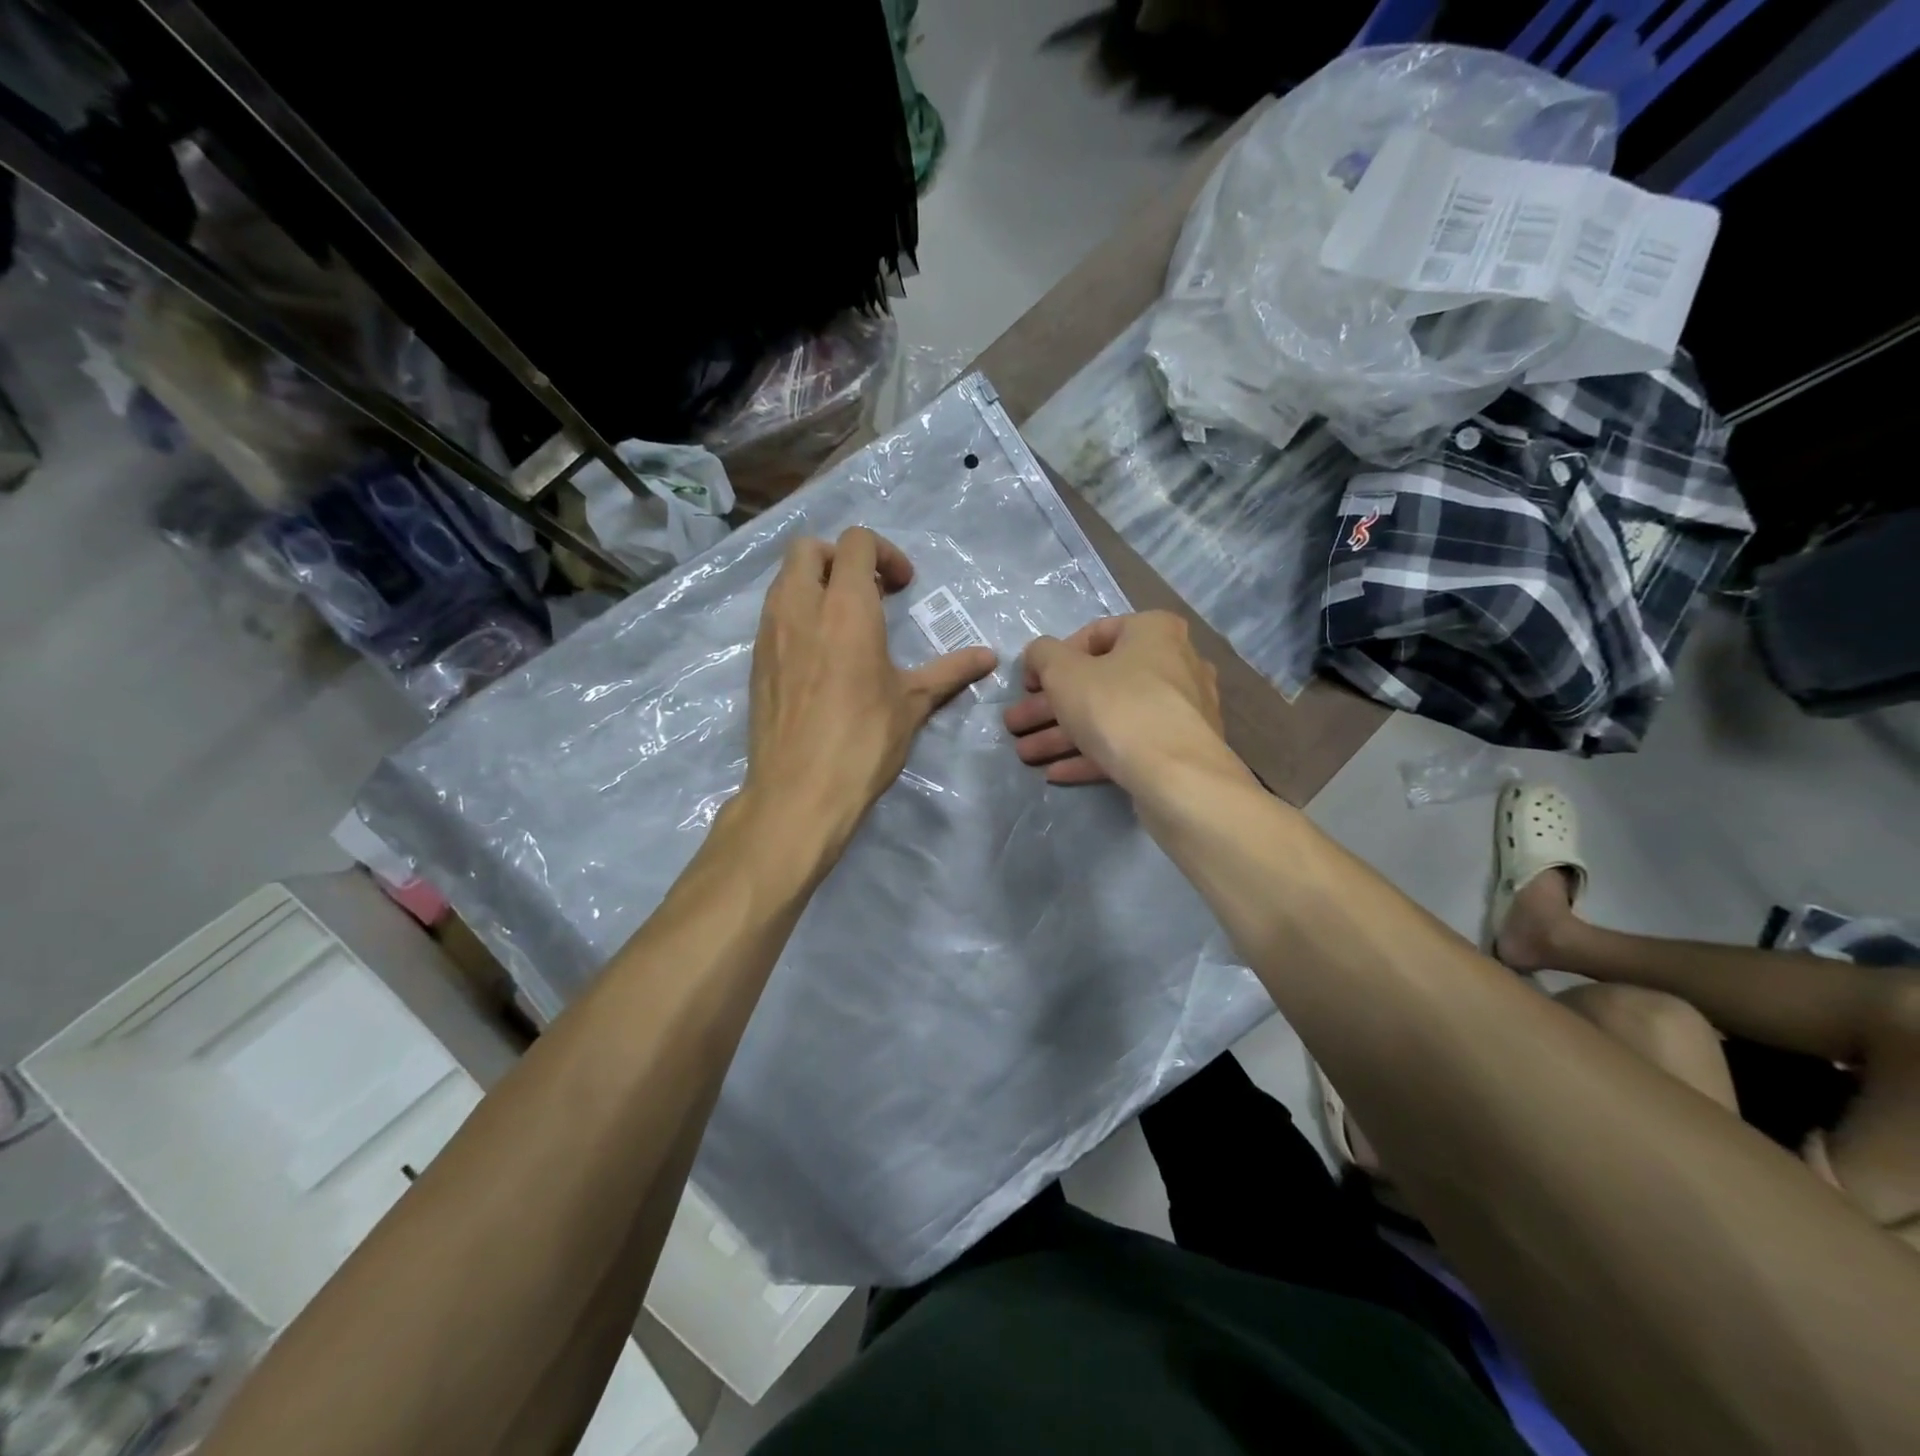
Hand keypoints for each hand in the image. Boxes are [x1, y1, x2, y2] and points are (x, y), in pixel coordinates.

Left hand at [744, 527, 996, 848]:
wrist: (799, 791)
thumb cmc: (863, 742)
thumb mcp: (913, 703)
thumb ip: (950, 671)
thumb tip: (990, 657)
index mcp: (846, 609)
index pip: (855, 543)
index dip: (884, 553)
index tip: (902, 587)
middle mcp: (800, 608)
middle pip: (808, 548)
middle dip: (840, 557)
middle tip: (869, 593)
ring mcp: (770, 633)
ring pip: (784, 579)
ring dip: (815, 583)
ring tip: (845, 622)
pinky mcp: (756, 660)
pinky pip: (773, 614)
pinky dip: (796, 613)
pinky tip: (821, 654)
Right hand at [1003, 611, 1224, 790]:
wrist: (1177, 777)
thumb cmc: (1117, 707)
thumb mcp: (1063, 672)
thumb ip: (1042, 655)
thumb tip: (1040, 656)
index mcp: (1154, 632)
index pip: (1094, 634)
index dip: (1053, 659)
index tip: (1029, 684)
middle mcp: (1175, 664)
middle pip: (1099, 683)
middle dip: (1050, 707)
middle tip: (1016, 724)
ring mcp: (1181, 711)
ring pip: (1110, 718)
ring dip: (1062, 736)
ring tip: (1025, 755)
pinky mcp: (1179, 751)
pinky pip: (1129, 746)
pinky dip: (1092, 756)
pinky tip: (1056, 774)